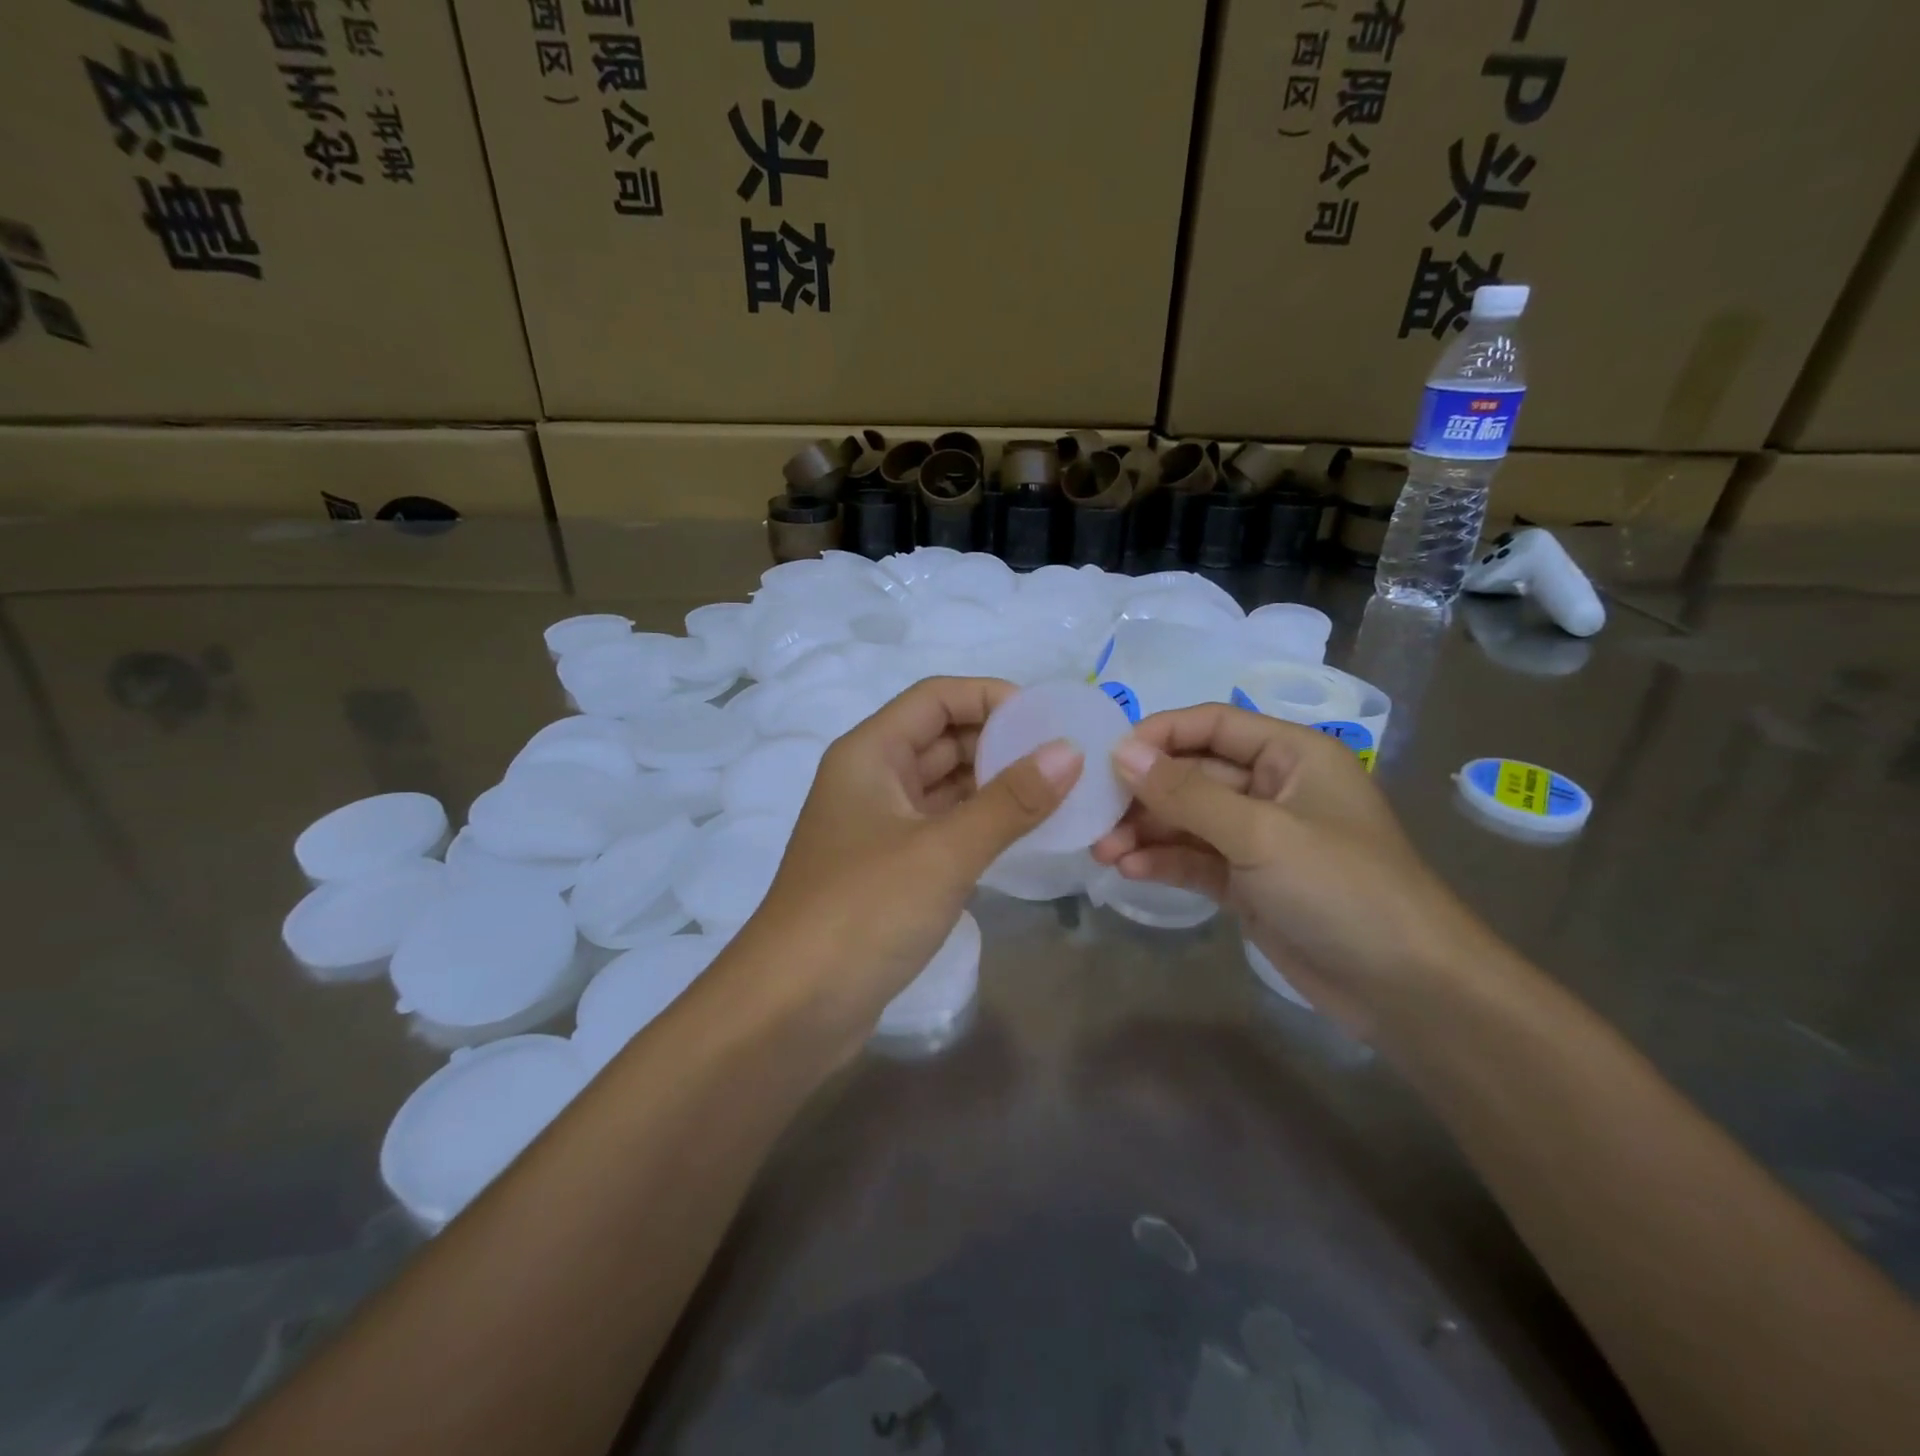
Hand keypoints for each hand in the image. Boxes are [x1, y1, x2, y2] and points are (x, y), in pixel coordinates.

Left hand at [744, 677, 1082, 1045]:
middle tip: (1066, 757)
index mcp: (869, 754)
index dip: (991, 697)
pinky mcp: (889, 870)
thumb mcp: (943, 851)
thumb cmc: (863, 912)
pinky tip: (1023, 833)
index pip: (936, 698)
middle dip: (1000, 741)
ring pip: (944, 786)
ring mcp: (878, 827)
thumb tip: (1069, 753)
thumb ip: (1010, 801)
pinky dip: (980, 824)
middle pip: (941, 738)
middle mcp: (871, 780)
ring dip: (994, 784)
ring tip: (1058, 791)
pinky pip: (942, 828)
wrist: (791, 1009)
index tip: (1049, 719)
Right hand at [1092, 704, 1501, 1037]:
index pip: (1212, 724)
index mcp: (1291, 755)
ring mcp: (1260, 839)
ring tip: (1102, 851)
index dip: (1158, 735)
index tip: (1107, 757)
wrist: (1407, 990)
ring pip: (1188, 820)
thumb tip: (1120, 753)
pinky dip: (1164, 861)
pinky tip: (1130, 871)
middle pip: (1193, 774)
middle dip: (1144, 793)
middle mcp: (1273, 788)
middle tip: (1094, 815)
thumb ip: (1186, 793)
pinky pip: (1196, 859)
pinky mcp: (1249, 883)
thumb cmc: (1342, 889)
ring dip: (1145, 831)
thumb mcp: (1260, 834)